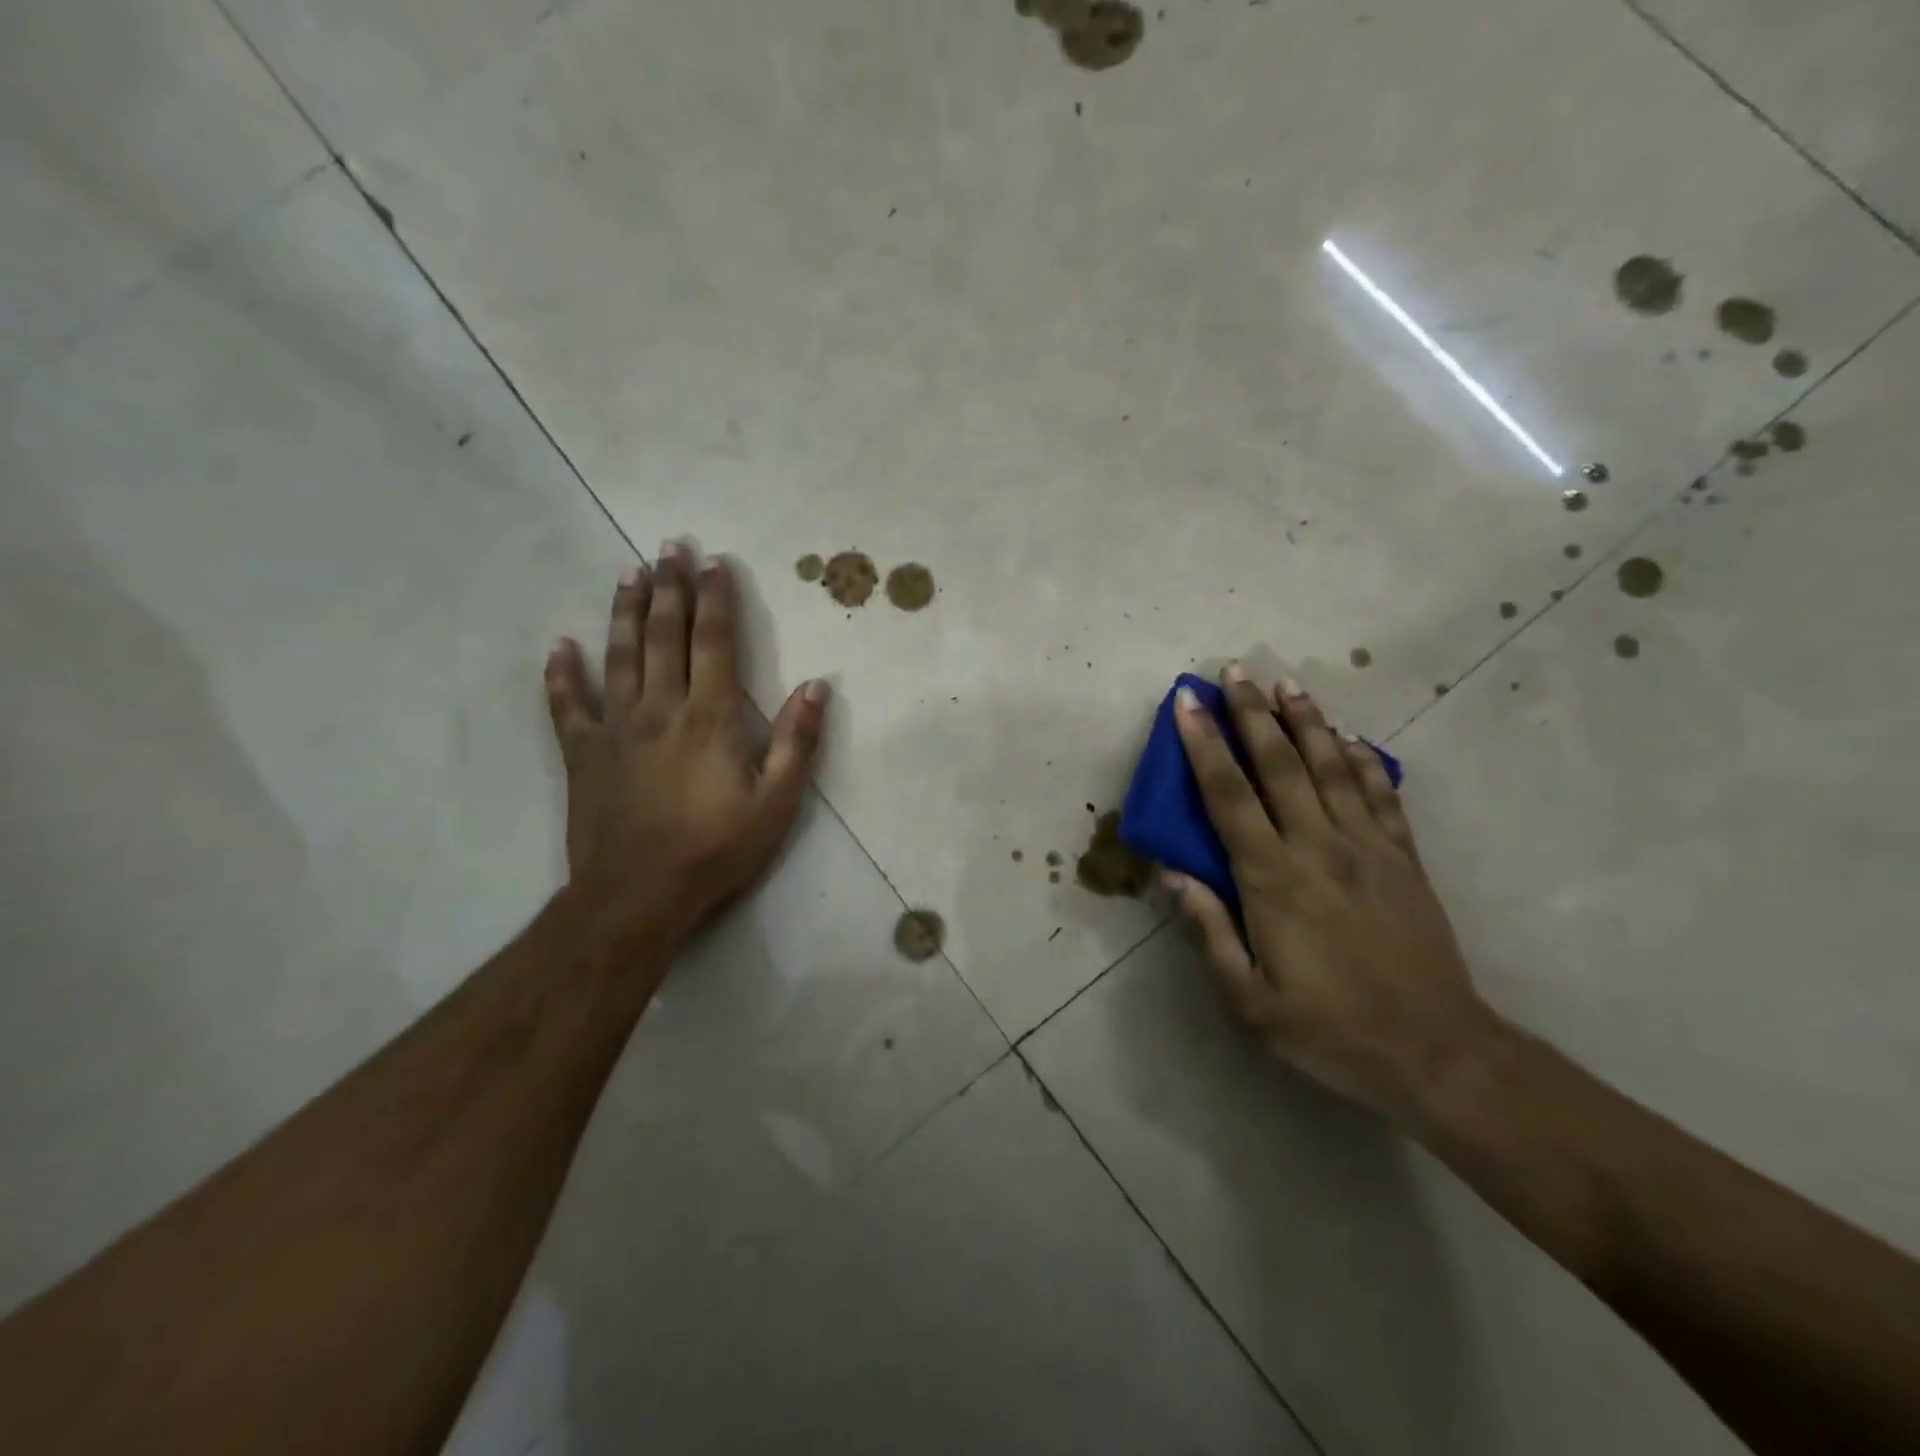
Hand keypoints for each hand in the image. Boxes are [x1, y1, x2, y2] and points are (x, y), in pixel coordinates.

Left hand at [544, 544, 828, 946]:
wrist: (637, 895)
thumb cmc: (715, 850)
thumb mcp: (776, 803)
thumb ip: (796, 742)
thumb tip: (816, 686)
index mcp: (708, 717)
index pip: (713, 642)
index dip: (716, 599)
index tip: (715, 562)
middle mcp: (659, 708)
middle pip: (664, 635)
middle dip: (670, 587)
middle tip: (669, 546)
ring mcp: (614, 728)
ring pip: (618, 656)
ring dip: (624, 612)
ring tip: (628, 574)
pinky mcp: (582, 754)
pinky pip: (567, 706)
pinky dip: (561, 675)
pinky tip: (559, 646)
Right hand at [1167, 665, 1502, 1122]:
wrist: (1438, 1054)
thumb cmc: (1329, 1031)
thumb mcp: (1248, 1001)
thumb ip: (1209, 933)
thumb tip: (1174, 876)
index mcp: (1272, 880)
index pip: (1228, 796)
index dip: (1203, 745)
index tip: (1187, 703)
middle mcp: (1319, 848)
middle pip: (1280, 764)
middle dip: (1252, 714)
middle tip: (1236, 672)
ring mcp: (1368, 848)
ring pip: (1331, 767)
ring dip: (1306, 722)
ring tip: (1287, 685)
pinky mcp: (1404, 859)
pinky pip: (1381, 795)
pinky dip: (1362, 761)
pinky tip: (1347, 739)